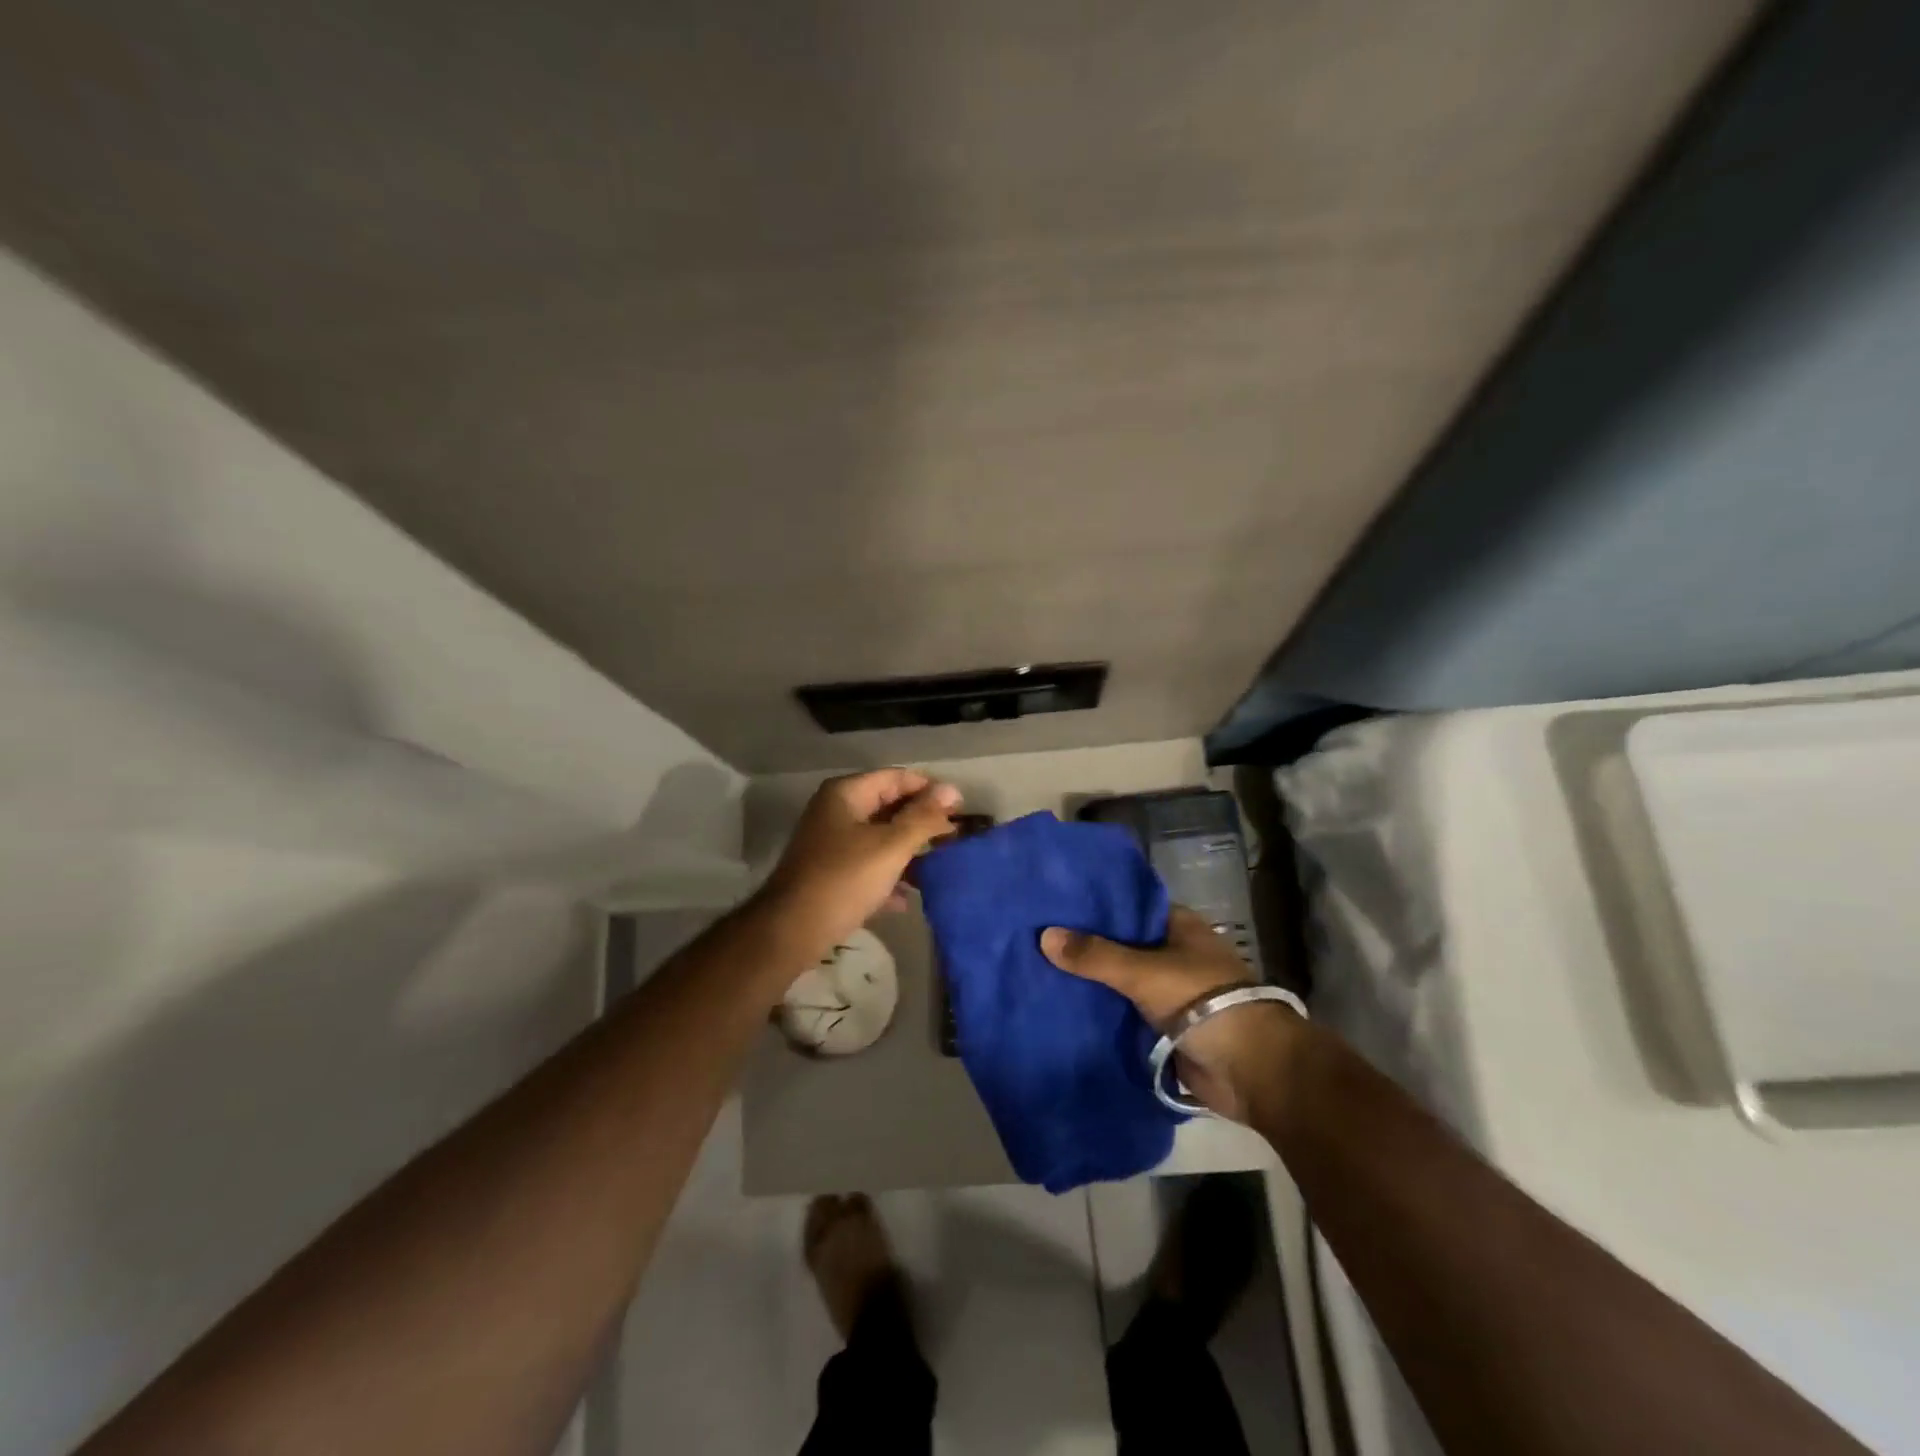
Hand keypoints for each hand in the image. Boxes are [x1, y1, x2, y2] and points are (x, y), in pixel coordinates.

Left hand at [759, 768, 961, 962]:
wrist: (792, 931)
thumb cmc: (844, 879)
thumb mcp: (891, 846)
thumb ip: (923, 818)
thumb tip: (952, 791)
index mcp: (846, 794)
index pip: (897, 778)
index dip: (929, 790)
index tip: (960, 810)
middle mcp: (836, 811)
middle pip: (888, 806)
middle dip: (921, 822)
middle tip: (954, 838)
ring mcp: (831, 843)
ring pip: (880, 838)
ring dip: (908, 851)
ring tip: (940, 866)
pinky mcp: (831, 873)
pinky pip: (868, 864)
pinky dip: (888, 876)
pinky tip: (908, 898)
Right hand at [1040, 905, 1301, 1121]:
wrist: (1248, 1068)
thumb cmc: (1201, 1000)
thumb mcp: (1143, 971)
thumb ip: (1095, 956)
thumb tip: (1044, 936)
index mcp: (1178, 927)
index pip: (1129, 906)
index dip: (1096, 905)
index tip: (1057, 904)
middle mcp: (1173, 954)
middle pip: (1122, 944)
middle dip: (1087, 945)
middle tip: (1037, 937)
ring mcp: (1169, 992)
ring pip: (1120, 980)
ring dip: (1092, 981)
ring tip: (1041, 969)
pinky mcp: (1163, 1027)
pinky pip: (1124, 1013)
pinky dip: (1101, 1012)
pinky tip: (1064, 1006)